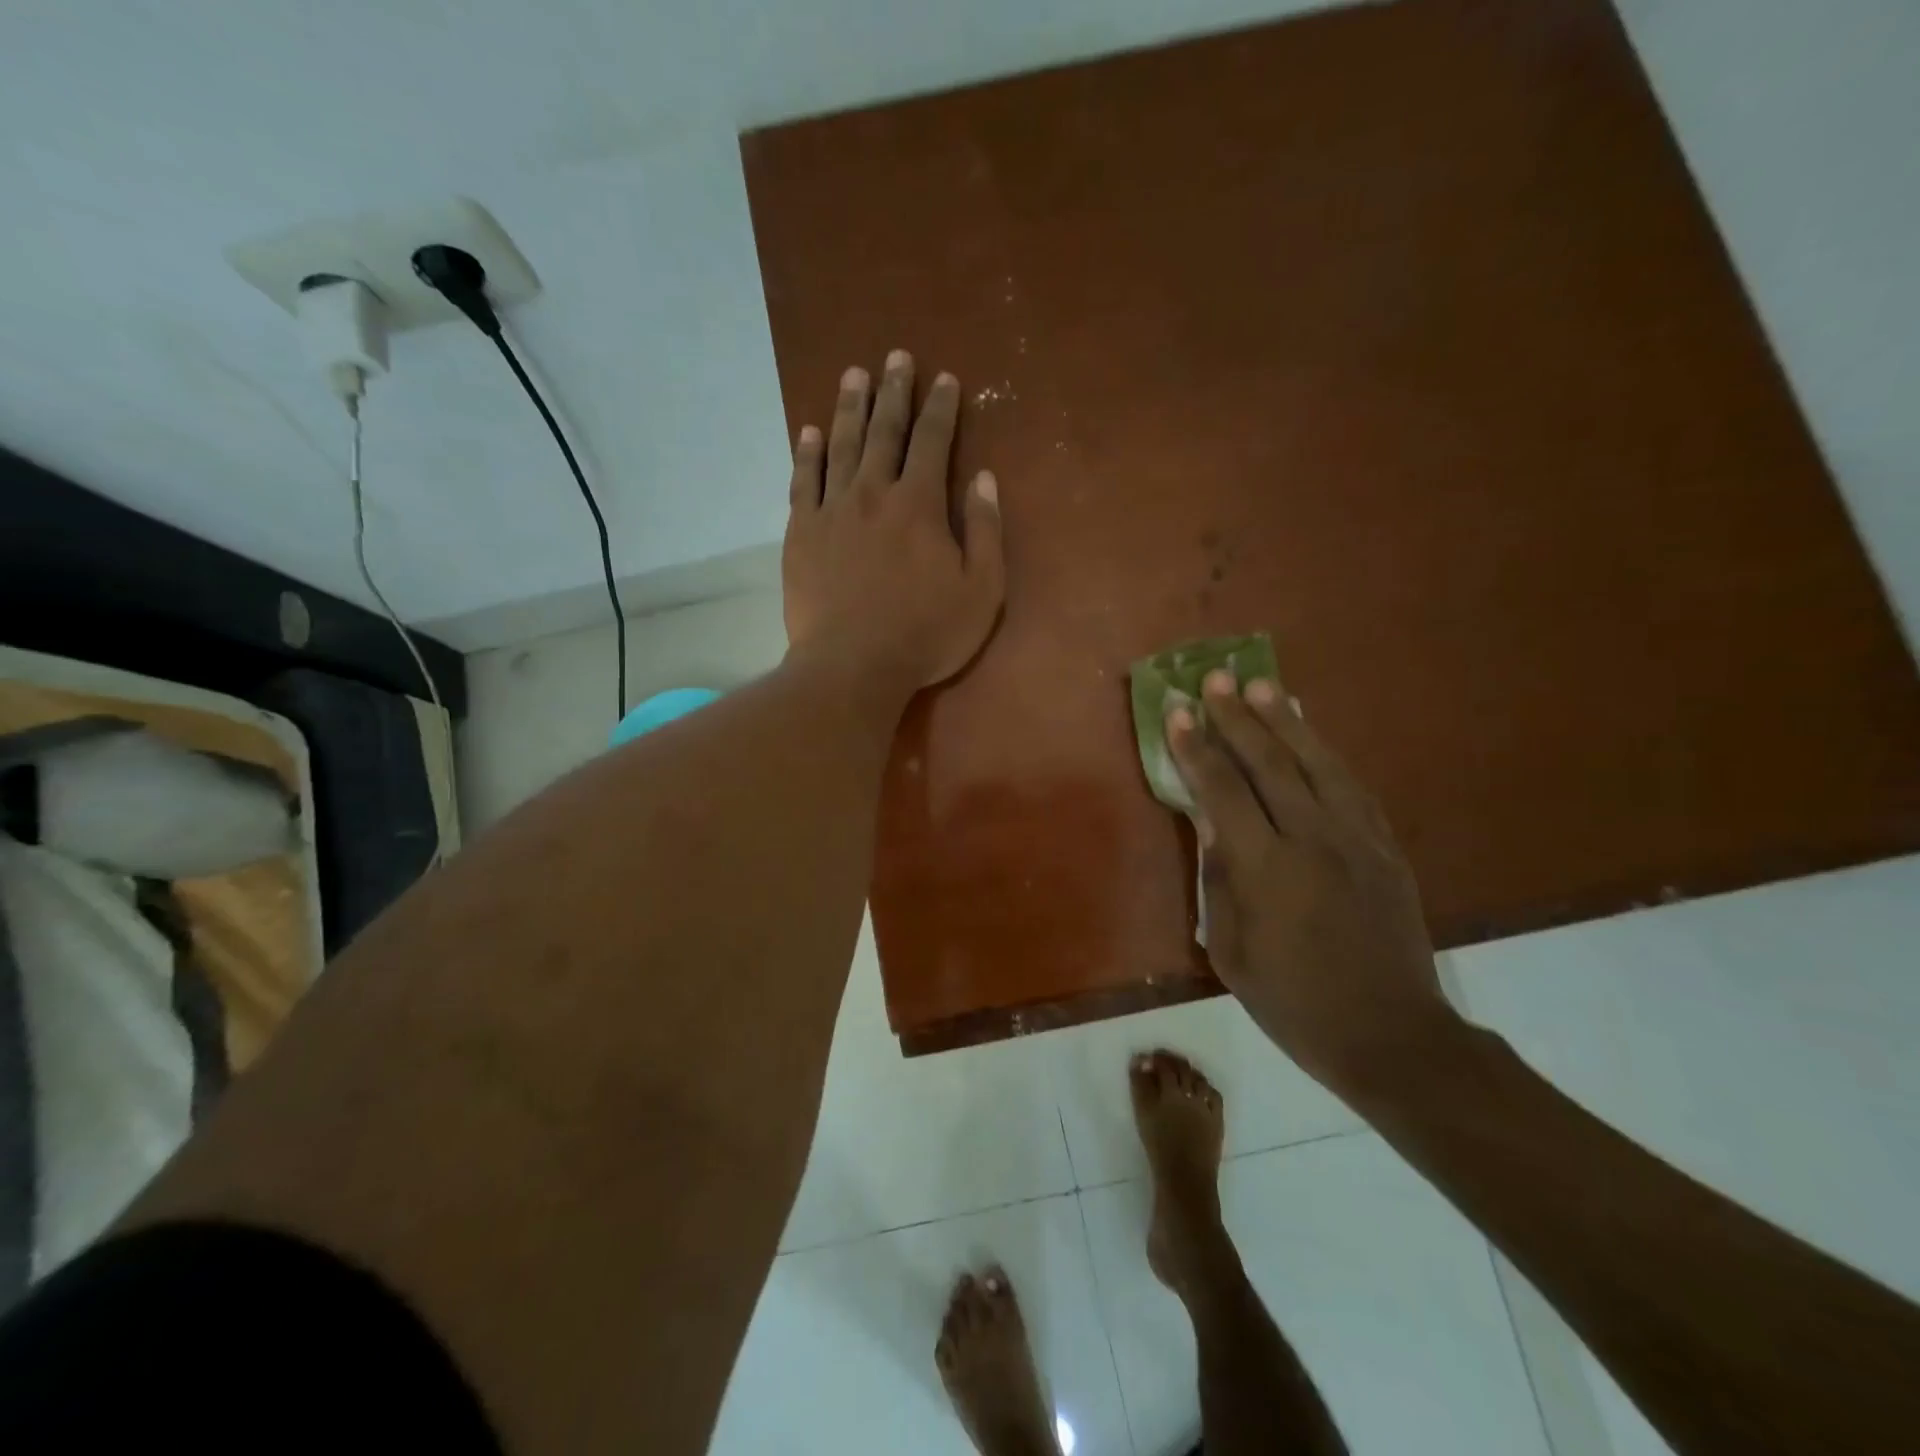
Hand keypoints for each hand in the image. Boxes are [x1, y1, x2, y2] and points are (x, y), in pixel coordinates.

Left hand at [782, 352, 1004, 695]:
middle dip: (894, 391)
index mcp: (920, 505)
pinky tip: (810, 433)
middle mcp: (873, 493)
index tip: (945, 380)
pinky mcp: (801, 533)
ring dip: (850, 407)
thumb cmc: (926, 634)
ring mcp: (832, 511)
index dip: (941, 408)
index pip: (933, 442)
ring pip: (841, 446)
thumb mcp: (981, 591)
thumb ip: (986, 531)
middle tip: (896, 358)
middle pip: (885, 431)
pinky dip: (807, 454)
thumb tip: (984, 479)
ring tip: (854, 375)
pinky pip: (803, 481)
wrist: (853, 665)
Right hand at [1168, 671, 1459, 1100]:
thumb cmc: (1294, 1003)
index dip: (1197, 750)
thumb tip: (1208, 821)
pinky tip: (1310, 735)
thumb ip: (1219, 880)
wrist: (1392, 1035)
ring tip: (1261, 685)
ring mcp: (1357, 840)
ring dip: (1285, 721)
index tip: (1178, 714)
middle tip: (1215, 680)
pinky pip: (1352, 786)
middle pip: (1270, 764)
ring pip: (1316, 764)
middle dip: (1238, 718)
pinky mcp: (1385, 848)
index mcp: (1267, 870)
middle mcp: (1313, 841)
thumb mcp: (1232, 952)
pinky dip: (1325, 753)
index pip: (1223, 793)